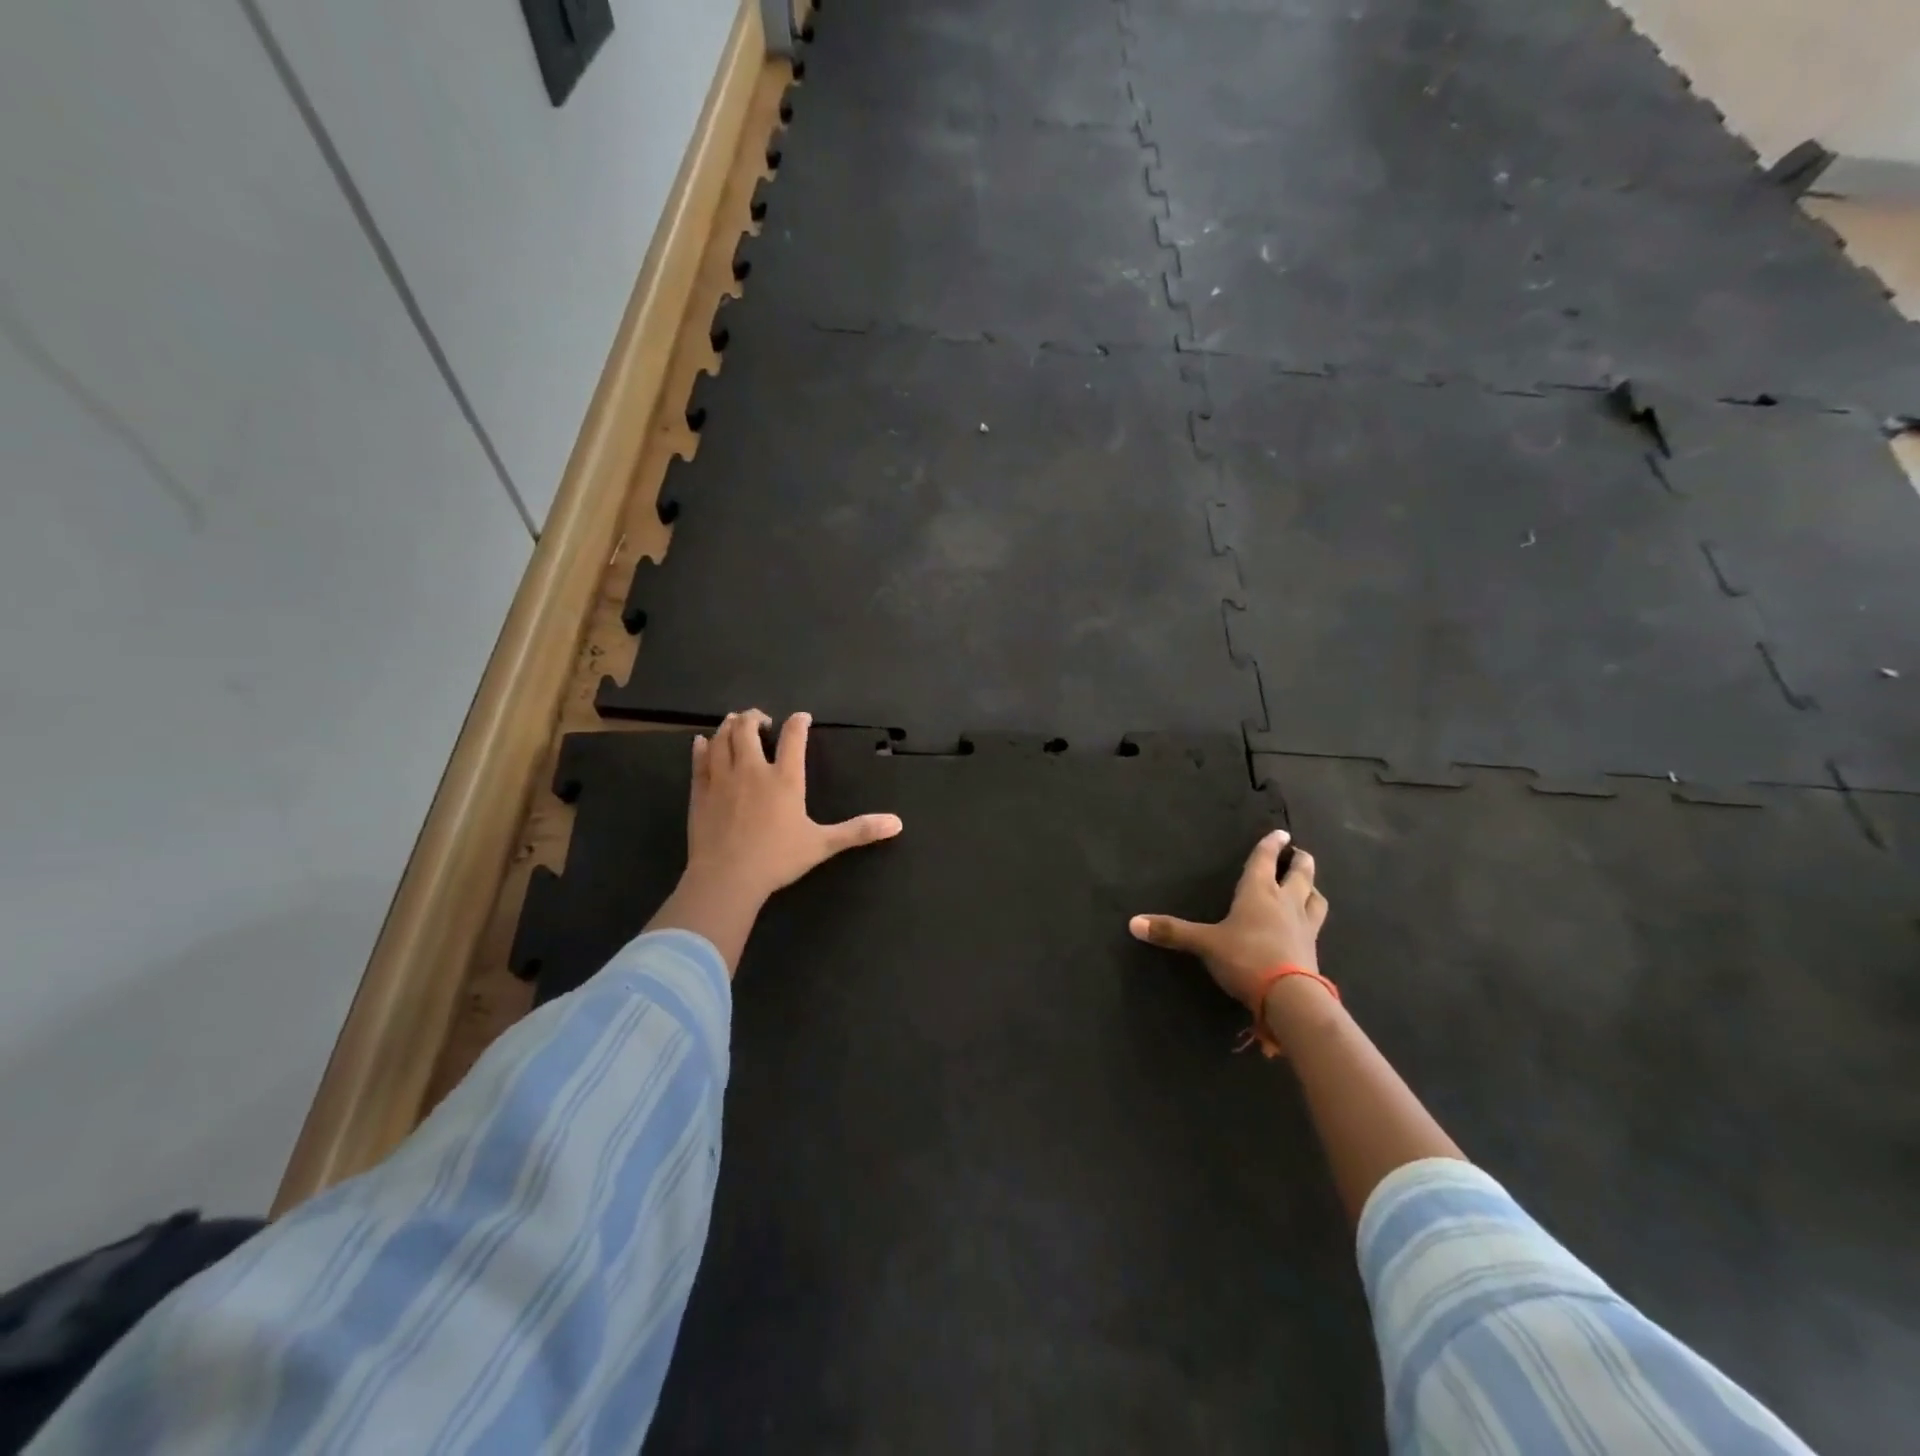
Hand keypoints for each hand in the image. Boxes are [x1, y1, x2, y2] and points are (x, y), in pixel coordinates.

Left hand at [685, 709, 903, 907]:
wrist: (727, 878)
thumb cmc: (777, 859)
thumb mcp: (823, 844)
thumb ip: (858, 830)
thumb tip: (896, 823)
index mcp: (784, 779)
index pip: (793, 737)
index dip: (798, 723)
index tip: (802, 718)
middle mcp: (752, 770)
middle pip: (748, 728)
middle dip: (755, 717)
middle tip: (762, 720)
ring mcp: (722, 778)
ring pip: (722, 739)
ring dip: (729, 726)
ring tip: (735, 723)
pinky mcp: (701, 792)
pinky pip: (699, 760)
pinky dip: (702, 746)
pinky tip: (702, 742)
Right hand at [1129, 830, 1328, 1009]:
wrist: (1289, 996)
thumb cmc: (1245, 957)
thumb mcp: (1204, 944)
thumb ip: (1172, 932)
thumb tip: (1132, 923)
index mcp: (1259, 892)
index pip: (1265, 860)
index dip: (1270, 845)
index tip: (1280, 833)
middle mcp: (1285, 902)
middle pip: (1299, 874)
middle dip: (1299, 862)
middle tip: (1299, 853)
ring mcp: (1304, 926)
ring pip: (1315, 898)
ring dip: (1312, 888)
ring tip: (1309, 887)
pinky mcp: (1313, 949)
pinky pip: (1317, 925)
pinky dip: (1313, 917)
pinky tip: (1309, 924)